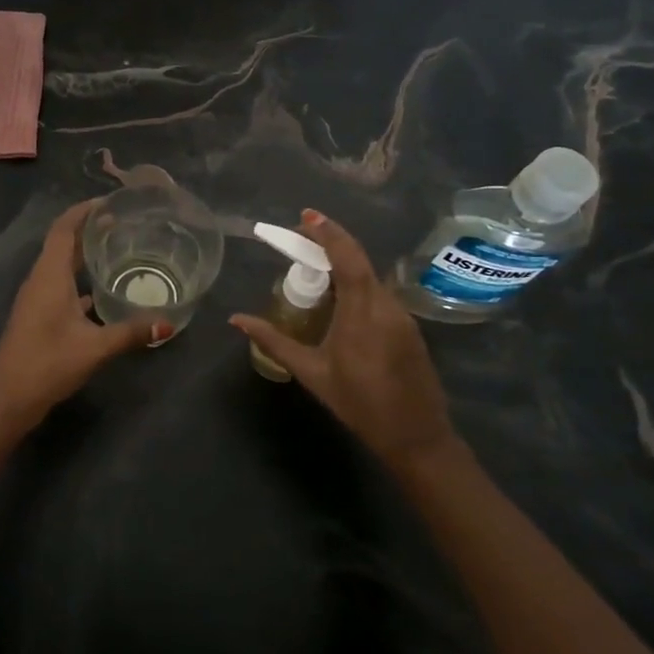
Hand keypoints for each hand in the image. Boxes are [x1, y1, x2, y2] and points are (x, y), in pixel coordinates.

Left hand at [0, 200, 168, 429]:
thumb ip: (131, 332)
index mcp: (49, 275)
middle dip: (89, 229)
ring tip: (117, 248)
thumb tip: (168, 323)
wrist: (7, 400)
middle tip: (123, 222)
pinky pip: (61, 285)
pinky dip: (81, 280)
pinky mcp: (39, 315)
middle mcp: (41, 279)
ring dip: (84, 254)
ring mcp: (37, 298)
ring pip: (62, 265)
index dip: (83, 211)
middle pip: (63, 242)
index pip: (64, 229)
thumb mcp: (94, 347)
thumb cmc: (47, 363)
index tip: (110, 202)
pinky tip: (104, 290)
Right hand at [230, 210, 461, 474]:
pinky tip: (339, 300)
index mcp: (362, 312)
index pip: (347, 258)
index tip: (306, 216)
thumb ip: (274, 341)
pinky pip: (379, 294)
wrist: (417, 437)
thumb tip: (237, 320)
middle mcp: (386, 305)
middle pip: (359, 261)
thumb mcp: (311, 372)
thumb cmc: (359, 404)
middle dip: (330, 243)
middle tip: (301, 238)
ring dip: (344, 265)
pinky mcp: (409, 326)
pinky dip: (357, 285)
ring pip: (370, 277)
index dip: (328, 232)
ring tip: (314, 268)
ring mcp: (402, 315)